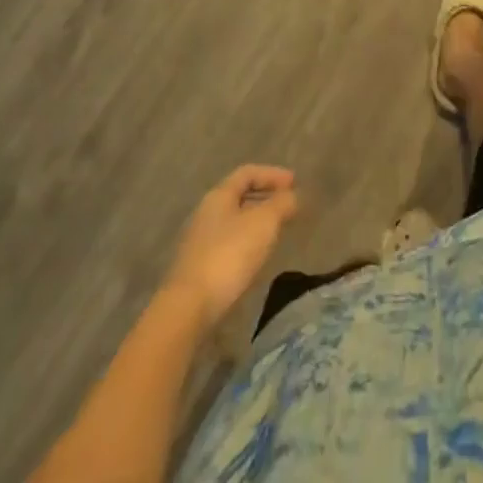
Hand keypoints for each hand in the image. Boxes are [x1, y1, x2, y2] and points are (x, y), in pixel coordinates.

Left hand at [162, 165, 299, 328]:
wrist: (188, 309)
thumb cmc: (229, 255)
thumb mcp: (264, 223)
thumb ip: (282, 204)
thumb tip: (292, 196)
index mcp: (219, 196)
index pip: (247, 173)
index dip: (272, 174)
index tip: (294, 183)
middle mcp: (206, 213)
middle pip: (239, 196)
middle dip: (265, 198)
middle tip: (287, 206)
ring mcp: (199, 242)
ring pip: (234, 222)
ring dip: (257, 222)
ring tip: (276, 232)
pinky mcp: (198, 269)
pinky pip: (228, 244)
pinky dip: (247, 243)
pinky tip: (256, 258)